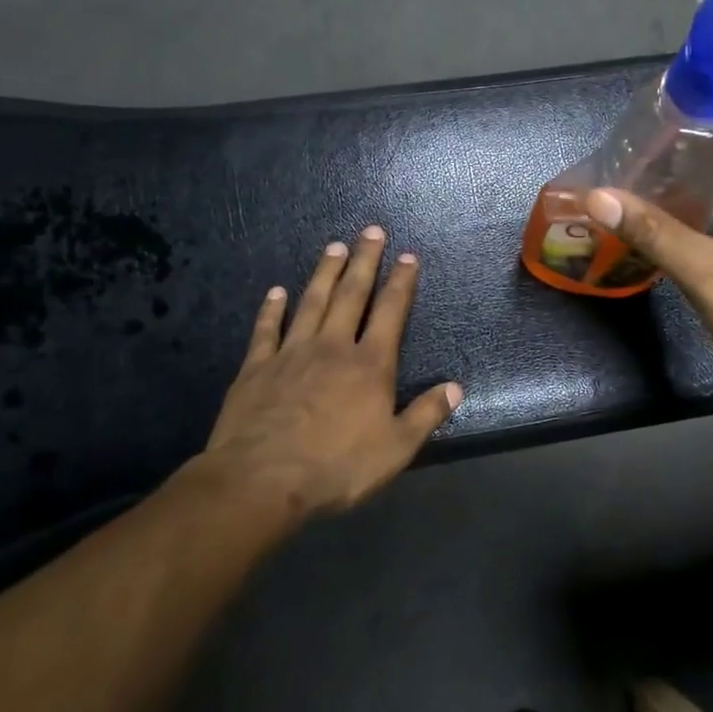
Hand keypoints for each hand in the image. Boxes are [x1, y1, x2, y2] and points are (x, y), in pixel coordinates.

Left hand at [202, 227, 461, 517]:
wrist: (262, 481)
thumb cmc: (336, 467)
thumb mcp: (395, 449)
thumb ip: (425, 415)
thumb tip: (455, 387)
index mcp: (370, 365)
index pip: (391, 312)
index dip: (401, 282)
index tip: (408, 256)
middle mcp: (332, 347)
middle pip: (351, 295)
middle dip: (364, 261)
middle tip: (371, 231)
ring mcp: (291, 354)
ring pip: (311, 302)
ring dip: (324, 273)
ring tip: (334, 246)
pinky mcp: (257, 368)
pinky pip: (266, 329)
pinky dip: (272, 308)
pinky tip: (276, 291)